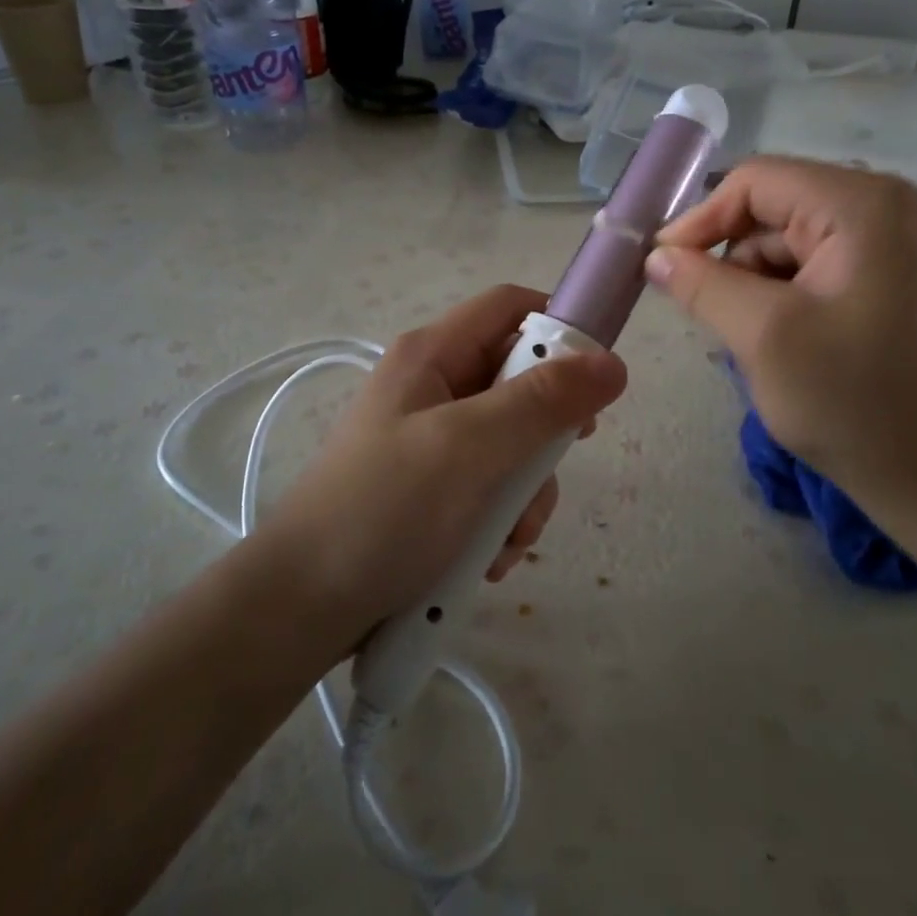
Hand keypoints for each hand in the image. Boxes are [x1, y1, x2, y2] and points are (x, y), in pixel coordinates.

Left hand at [265, 284, 627, 639]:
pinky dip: (500, 520)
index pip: (510, 307)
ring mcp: (431, 440)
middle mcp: (433, 386)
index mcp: (432, 354)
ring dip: (524, 493)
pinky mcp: (432, 489)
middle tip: (551, 467)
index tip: (596, 377)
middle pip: (519, 381)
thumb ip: (543, 402)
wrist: (303, 608)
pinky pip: (490, 487)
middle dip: (543, 433)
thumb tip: (613, 363)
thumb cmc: (386, 510)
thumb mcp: (470, 448)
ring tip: (508, 538)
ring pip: (512, 443)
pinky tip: (487, 558)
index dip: (559, 327)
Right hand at [646, 158, 916, 544]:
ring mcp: (901, 244)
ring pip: (795, 242)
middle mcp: (889, 207)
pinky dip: (788, 298)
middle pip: (776, 209)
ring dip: (759, 284)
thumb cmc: (858, 404)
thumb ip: (701, 285)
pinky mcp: (900, 280)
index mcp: (863, 204)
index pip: (756, 182)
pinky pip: (822, 267)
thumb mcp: (763, 337)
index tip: (662, 269)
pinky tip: (784, 344)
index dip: (701, 221)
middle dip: (733, 259)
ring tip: (752, 340)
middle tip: (705, 313)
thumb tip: (656, 256)